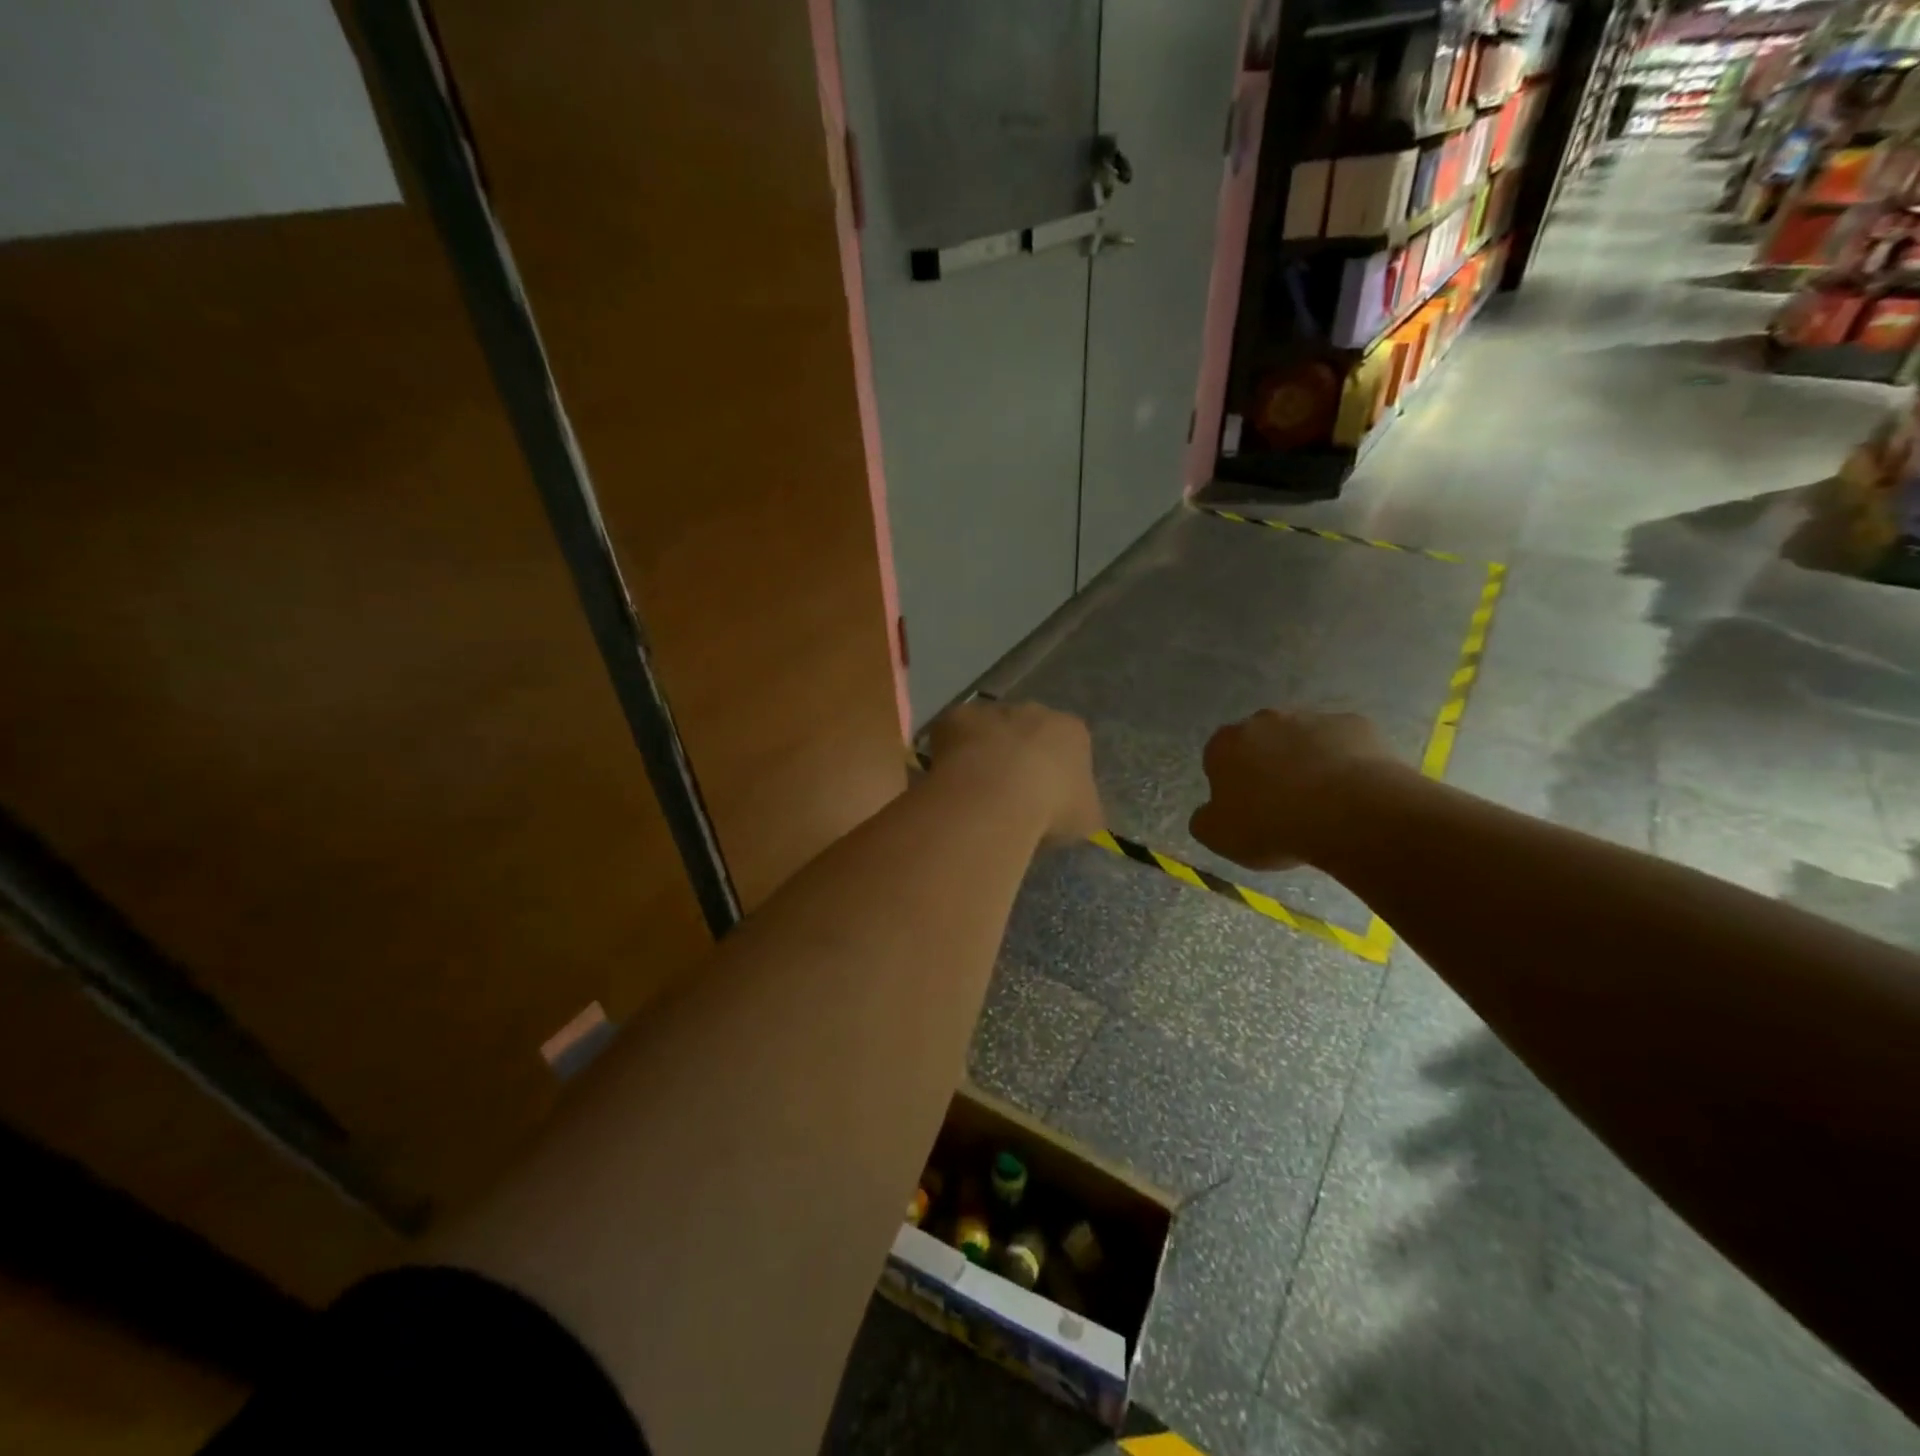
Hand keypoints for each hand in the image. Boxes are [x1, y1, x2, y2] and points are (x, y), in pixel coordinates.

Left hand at [927, 700, 1103, 845]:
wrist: (997, 796)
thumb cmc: (1051, 808)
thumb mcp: (1085, 820)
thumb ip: (1083, 809)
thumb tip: (1076, 811)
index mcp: (1073, 732)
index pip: (1070, 746)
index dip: (1056, 773)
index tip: (1046, 799)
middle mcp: (1035, 711)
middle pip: (1028, 732)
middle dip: (1019, 756)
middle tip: (1008, 794)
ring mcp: (993, 711)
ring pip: (989, 730)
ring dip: (984, 752)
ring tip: (976, 791)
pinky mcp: (956, 717)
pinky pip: (954, 734)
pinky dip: (951, 752)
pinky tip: (950, 780)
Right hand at [1190, 709, 1408, 869]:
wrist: (1349, 813)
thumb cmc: (1272, 825)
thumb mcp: (1219, 837)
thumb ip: (1204, 820)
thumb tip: (1208, 812)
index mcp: (1225, 744)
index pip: (1218, 757)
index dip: (1231, 784)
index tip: (1246, 809)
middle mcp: (1264, 720)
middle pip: (1261, 742)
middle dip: (1269, 765)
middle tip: (1283, 804)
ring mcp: (1312, 718)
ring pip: (1304, 739)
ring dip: (1307, 761)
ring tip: (1323, 801)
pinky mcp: (1354, 724)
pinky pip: (1344, 743)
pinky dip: (1346, 762)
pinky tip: (1354, 791)